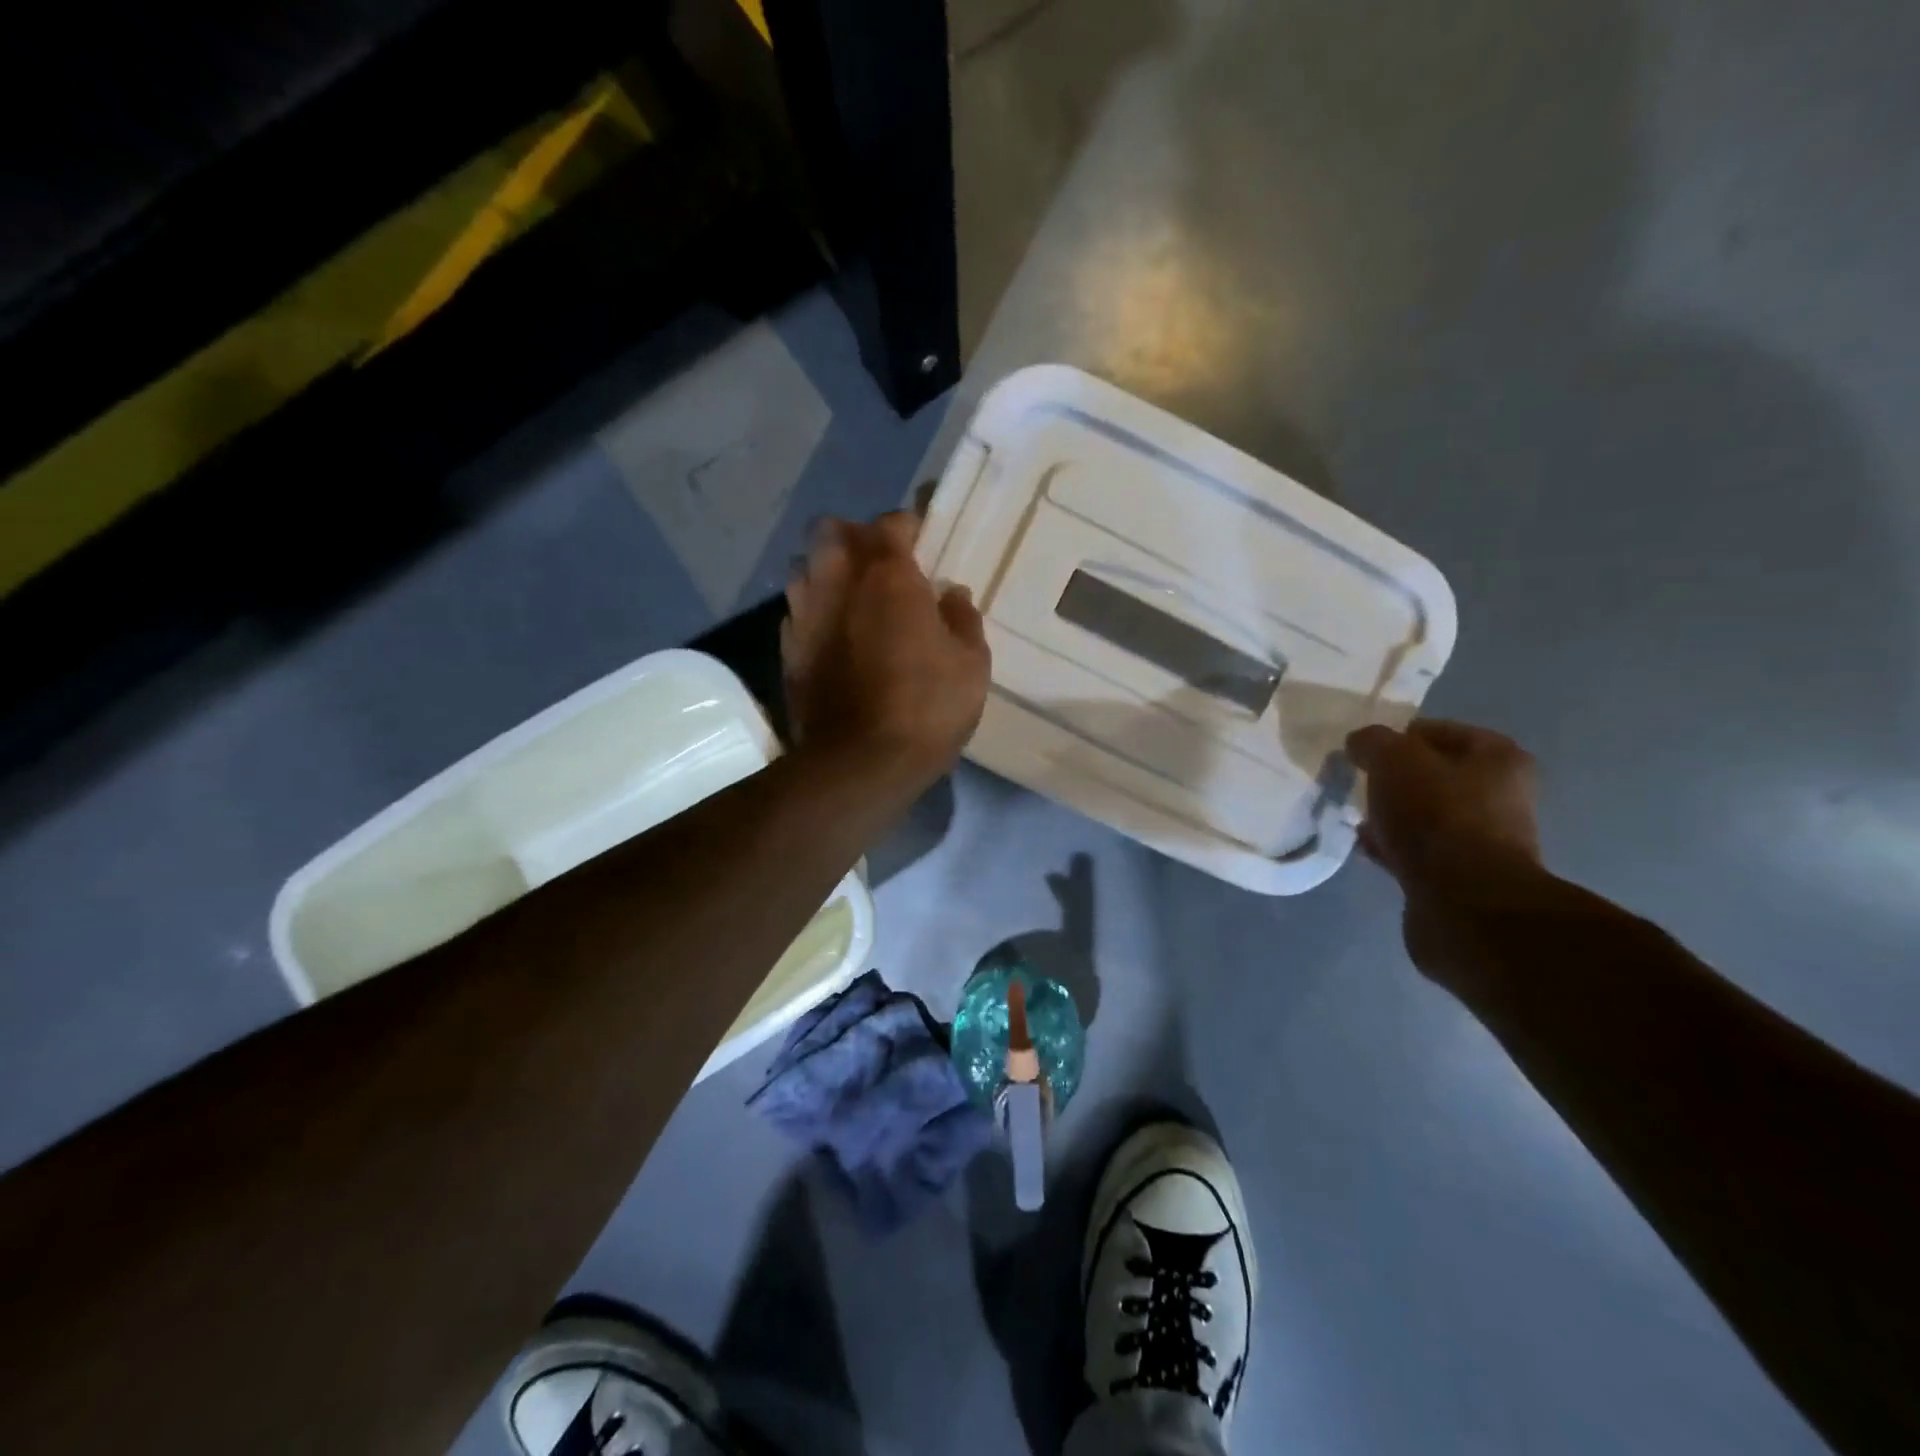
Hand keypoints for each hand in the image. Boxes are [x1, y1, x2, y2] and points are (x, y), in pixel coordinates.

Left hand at [782, 512, 990, 784]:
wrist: (859, 763)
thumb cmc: (926, 707)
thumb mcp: (971, 664)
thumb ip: (962, 618)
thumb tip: (951, 594)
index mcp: (887, 575)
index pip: (891, 523)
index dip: (909, 525)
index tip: (924, 541)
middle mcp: (837, 581)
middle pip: (831, 530)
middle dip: (855, 537)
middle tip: (881, 565)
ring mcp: (805, 615)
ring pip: (805, 567)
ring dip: (827, 571)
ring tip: (852, 598)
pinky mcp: (788, 650)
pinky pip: (797, 611)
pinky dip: (814, 612)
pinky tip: (834, 637)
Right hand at [1345, 719, 1541, 893]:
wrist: (1463, 902)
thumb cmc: (1436, 815)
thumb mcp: (1393, 759)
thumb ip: (1373, 742)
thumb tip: (1360, 743)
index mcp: (1497, 757)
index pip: (1437, 732)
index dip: (1396, 737)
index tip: (1362, 753)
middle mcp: (1500, 794)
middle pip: (1433, 775)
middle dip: (1394, 779)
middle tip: (1359, 784)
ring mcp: (1484, 839)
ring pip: (1425, 814)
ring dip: (1392, 814)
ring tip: (1357, 818)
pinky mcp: (1463, 875)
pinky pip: (1419, 850)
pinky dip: (1393, 846)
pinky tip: (1367, 848)